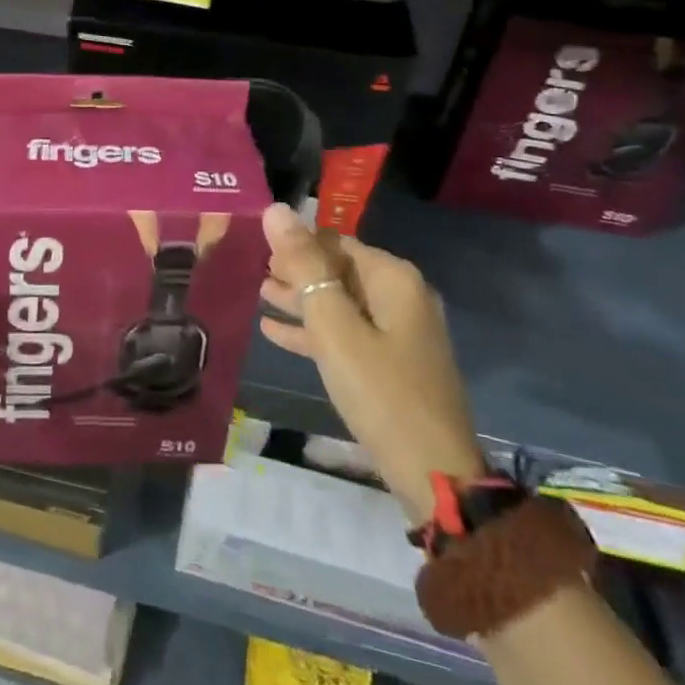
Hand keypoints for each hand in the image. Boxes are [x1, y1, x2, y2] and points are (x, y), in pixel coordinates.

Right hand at [259, 203, 483, 522]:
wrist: (433, 475)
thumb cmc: (380, 392)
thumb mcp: (335, 326)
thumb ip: (304, 267)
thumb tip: (276, 209)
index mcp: (393, 278)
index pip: (334, 240)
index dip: (295, 241)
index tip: (255, 244)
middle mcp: (400, 296)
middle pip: (338, 269)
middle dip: (296, 270)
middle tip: (251, 269)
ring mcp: (398, 332)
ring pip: (340, 303)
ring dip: (301, 299)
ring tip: (258, 293)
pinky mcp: (392, 363)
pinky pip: (347, 334)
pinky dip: (314, 331)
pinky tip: (274, 331)